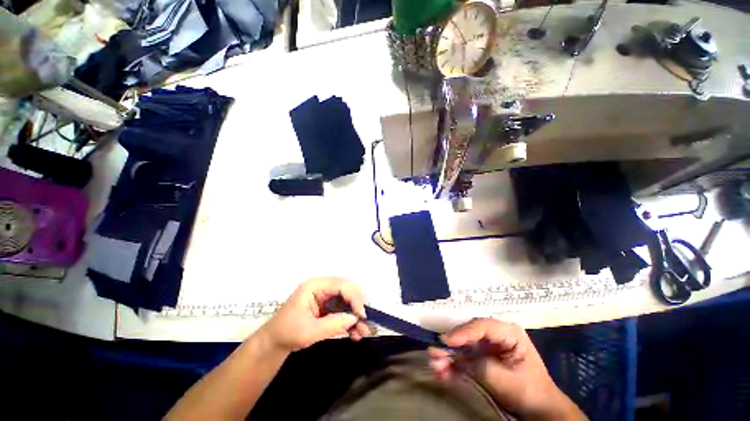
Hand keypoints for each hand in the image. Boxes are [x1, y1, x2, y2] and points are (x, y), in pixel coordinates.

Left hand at [260, 278, 370, 351]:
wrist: (274, 344)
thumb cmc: (287, 333)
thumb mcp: (309, 331)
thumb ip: (333, 324)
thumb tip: (354, 318)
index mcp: (315, 285)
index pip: (341, 285)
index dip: (354, 297)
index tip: (362, 315)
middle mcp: (323, 287)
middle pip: (347, 290)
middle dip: (357, 306)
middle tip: (366, 322)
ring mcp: (326, 296)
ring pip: (348, 301)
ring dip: (356, 316)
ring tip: (363, 332)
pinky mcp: (328, 307)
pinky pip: (343, 310)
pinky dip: (350, 321)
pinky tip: (355, 334)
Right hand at [429, 318, 582, 420]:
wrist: (539, 410)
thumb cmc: (531, 392)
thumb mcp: (507, 380)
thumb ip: (482, 366)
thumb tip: (456, 357)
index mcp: (508, 332)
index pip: (482, 326)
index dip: (463, 332)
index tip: (447, 341)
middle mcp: (494, 335)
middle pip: (468, 334)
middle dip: (450, 345)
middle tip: (434, 353)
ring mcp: (485, 346)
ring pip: (462, 346)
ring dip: (447, 355)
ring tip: (434, 366)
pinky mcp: (479, 358)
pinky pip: (462, 358)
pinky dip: (451, 365)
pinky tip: (441, 373)